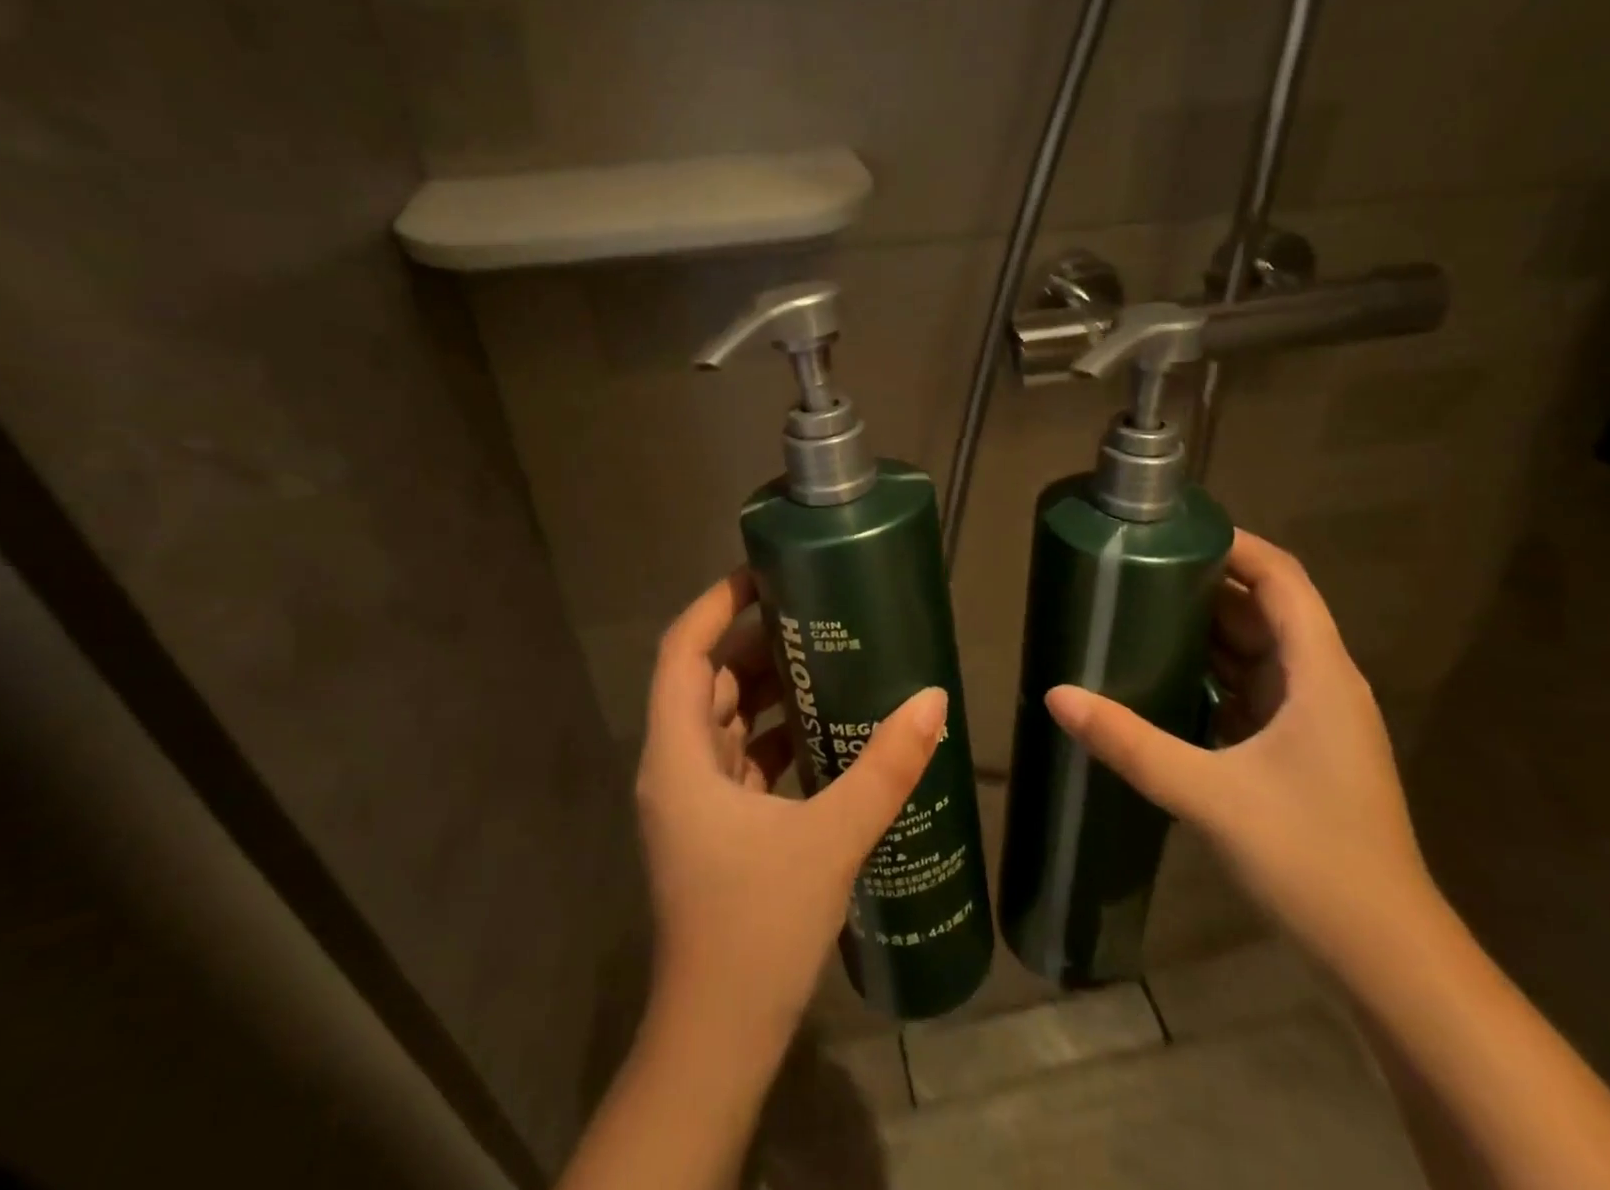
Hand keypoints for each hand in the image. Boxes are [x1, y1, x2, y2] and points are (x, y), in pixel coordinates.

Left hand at [635, 568, 944, 1050]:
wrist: (717, 1037)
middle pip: (705, 679)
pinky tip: (823, 726)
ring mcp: (693, 799)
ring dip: (765, 687)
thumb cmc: (756, 928)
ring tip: (824, 654)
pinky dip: (774, 732)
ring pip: (722, 718)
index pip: (683, 651)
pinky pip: (740, 756)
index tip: (763, 572)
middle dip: (753, 640)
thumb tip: (934, 700)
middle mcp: (676, 767)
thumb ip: (885, 767)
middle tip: (812, 609)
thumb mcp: (830, 838)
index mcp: (679, 755)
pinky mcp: (715, 826)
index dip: (716, 603)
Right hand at [1046, 529, 1430, 964]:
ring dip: (1205, 630)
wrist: (1385, 957)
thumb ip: (1130, 742)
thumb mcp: (1209, 795)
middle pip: (1264, 608)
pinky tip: (1163, 677)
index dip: (1234, 544)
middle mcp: (1321, 682)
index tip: (1172, 532)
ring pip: (1257, 649)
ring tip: (1137, 612)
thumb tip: (1057, 696)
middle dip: (1204, 584)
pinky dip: (1211, 672)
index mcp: (1318, 672)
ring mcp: (1313, 718)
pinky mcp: (1299, 749)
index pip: (1281, 578)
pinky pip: (1251, 688)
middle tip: (1134, 572)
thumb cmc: (1311, 860)